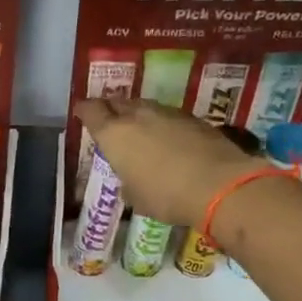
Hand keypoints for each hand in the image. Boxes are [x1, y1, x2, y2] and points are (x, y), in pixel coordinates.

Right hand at [75, 97, 266, 227]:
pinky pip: (169, 116)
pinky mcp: (194, 119)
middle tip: (108, 117)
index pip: (92, 111)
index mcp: (114, 134)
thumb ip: (127, 183)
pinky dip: (162, 123)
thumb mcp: (136, 198)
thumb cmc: (165, 196)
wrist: (219, 185)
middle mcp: (138, 116)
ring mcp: (168, 114)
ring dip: (138, 114)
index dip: (85, 110)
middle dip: (110, 108)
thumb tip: (130, 182)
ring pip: (145, 106)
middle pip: (118, 102)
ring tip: (138, 127)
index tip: (81, 111)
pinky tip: (166, 137)